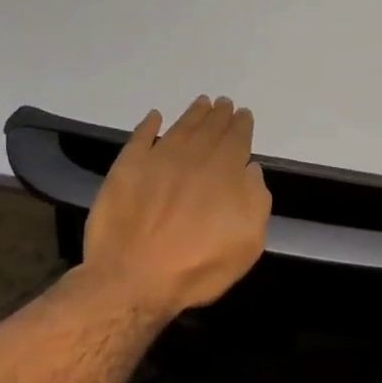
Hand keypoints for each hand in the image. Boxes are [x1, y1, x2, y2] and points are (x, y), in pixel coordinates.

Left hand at [83, 95, 271, 319]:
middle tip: (223, 103)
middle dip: (219, 115)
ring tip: (200, 103)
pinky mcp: (126, 168)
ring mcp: (157, 159)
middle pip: (209, 128)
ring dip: (192, 114)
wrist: (132, 278)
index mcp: (224, 172)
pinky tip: (154, 118)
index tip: (243, 114)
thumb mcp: (246, 243)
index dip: (241, 125)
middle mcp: (193, 157)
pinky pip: (140, 137)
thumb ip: (255, 201)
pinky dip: (148, 125)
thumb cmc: (196, 267)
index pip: (237, 139)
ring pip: (179, 128)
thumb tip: (250, 170)